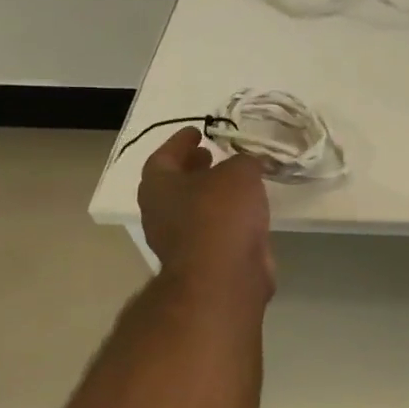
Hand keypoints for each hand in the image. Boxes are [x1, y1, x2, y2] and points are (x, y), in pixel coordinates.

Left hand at [136, 128, 273, 298]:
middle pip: (175, 185)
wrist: (224, 276)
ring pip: (196, 209)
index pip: (163, 156)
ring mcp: (181, 241)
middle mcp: (162, 213)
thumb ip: (244, 161)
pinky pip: (215, 230)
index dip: (180, 142)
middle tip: (213, 155)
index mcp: (158, 187)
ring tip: (238, 180)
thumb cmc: (220, 214)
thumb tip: (248, 164)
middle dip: (194, 169)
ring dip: (213, 194)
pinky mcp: (204, 261)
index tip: (197, 131)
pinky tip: (250, 210)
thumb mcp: (239, 172)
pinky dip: (229, 217)